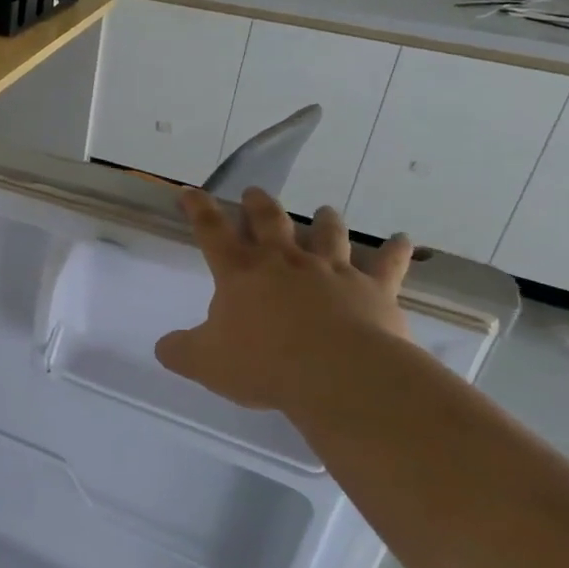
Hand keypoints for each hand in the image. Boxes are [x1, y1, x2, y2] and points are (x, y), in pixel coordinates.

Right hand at [155, 188, 413, 413]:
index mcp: (240, 273)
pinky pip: (387, 265)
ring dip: (325, 221)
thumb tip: (165, 347)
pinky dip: (395, 251)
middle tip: (254, 193)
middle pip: (270, 221)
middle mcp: (285, 262)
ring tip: (324, 210)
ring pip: (328, 234)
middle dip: (258, 205)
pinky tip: (403, 240)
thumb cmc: (264, 364)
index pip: (212, 231)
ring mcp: (332, 271)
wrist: (340, 375)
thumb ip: (180, 351)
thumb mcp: (205, 363)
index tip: (191, 192)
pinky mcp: (374, 290)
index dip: (199, 209)